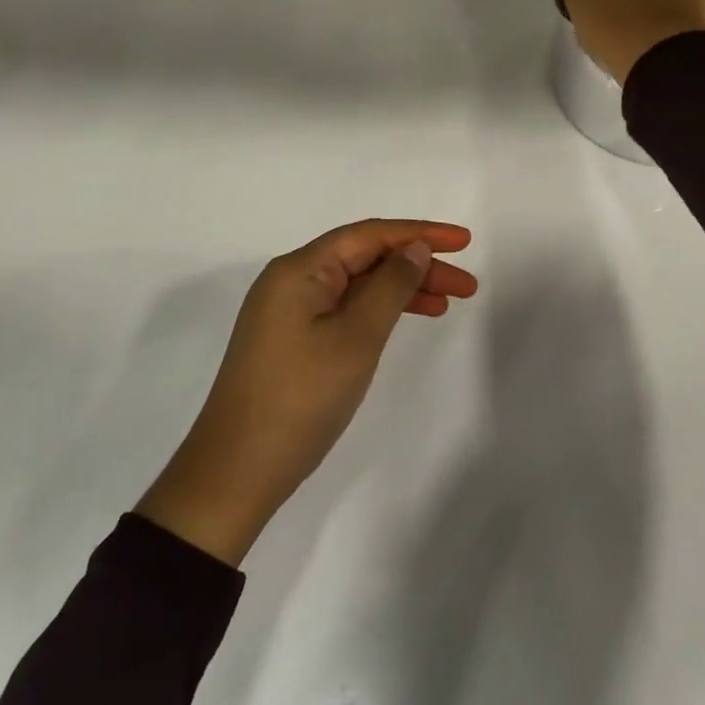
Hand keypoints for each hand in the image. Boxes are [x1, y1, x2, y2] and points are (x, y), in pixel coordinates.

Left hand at [136, 219, 477, 565]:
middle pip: (365, 258)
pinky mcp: (291, 340)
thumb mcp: (356, 337)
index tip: (464, 241)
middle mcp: (292, 281)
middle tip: (467, 286)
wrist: (237, 470)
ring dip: (402, 289)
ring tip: (447, 303)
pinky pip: (344, 309)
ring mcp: (289, 312)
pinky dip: (378, 311)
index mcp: (300, 269)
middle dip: (418, 265)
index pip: (370, 235)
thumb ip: (391, 286)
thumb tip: (415, 249)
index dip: (420, 233)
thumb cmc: (301, 397)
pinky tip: (405, 320)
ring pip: (357, 285)